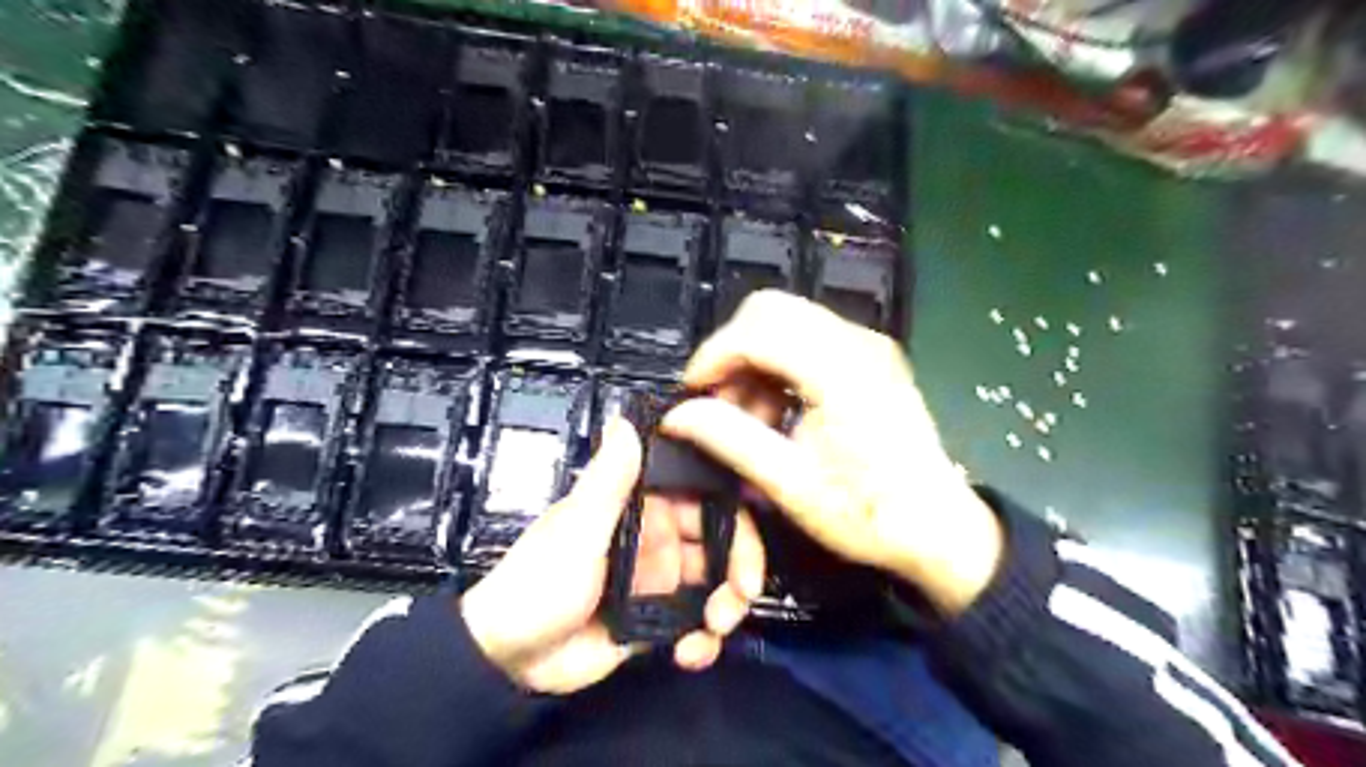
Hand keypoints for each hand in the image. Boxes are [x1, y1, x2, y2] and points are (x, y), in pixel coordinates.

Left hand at [464, 418, 766, 693]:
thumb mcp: (577, 530)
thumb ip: (608, 480)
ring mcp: (658, 580)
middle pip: (720, 544)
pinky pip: (696, 623)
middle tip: (738, 600)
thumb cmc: (538, 584)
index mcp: (640, 507)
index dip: (734, 517)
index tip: (748, 547)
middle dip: (738, 570)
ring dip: (725, 608)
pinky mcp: (656, 619)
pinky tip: (691, 653)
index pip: (703, 498)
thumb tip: (626, 421)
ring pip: (715, 584)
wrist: (509, 659)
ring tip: (711, 631)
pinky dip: (704, 639)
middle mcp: (656, 538)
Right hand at [662, 286, 1000, 617]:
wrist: (939, 527)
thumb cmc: (869, 513)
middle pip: (770, 310)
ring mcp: (868, 344)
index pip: (758, 330)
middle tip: (719, 402)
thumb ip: (730, 441)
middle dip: (732, 351)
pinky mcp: (870, 355)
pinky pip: (807, 337)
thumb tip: (677, 417)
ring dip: (754, 359)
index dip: (714, 356)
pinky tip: (777, 410)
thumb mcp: (791, 485)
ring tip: (749, 418)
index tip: (692, 394)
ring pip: (786, 320)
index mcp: (841, 371)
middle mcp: (857, 342)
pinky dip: (778, 364)